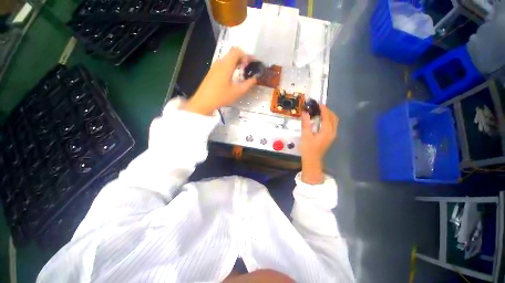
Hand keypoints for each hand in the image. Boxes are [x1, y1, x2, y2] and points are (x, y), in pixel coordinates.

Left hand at [185, 48, 256, 114]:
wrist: (203, 102)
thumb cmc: (221, 96)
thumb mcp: (237, 92)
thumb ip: (248, 84)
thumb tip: (255, 78)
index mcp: (226, 65)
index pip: (237, 51)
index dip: (246, 55)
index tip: (252, 64)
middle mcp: (220, 62)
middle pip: (232, 53)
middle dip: (243, 58)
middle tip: (249, 68)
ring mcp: (215, 67)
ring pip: (228, 59)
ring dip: (237, 63)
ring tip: (243, 73)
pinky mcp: (212, 72)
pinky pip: (223, 64)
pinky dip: (231, 67)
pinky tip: (234, 77)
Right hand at [300, 105, 338, 184]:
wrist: (312, 160)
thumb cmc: (308, 148)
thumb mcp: (305, 135)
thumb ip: (306, 123)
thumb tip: (305, 112)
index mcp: (327, 131)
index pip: (327, 116)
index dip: (323, 109)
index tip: (317, 103)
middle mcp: (332, 132)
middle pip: (333, 117)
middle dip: (327, 111)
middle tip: (317, 107)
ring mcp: (333, 135)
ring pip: (334, 121)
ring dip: (328, 115)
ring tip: (319, 111)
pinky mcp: (331, 137)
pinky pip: (332, 125)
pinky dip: (328, 119)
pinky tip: (321, 119)